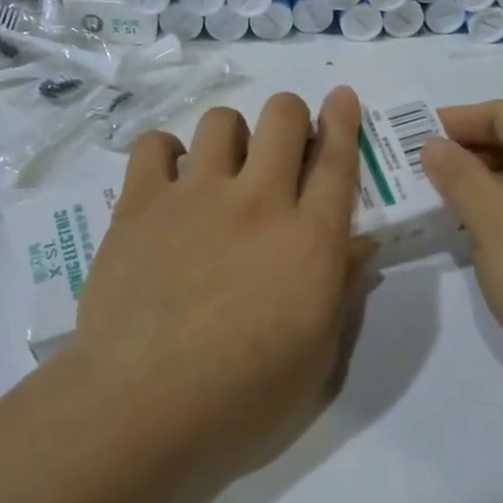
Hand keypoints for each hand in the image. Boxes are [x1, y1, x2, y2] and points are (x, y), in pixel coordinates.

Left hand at [66, 88, 372, 480]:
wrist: (140, 405)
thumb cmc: (241, 395)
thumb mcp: (316, 356)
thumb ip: (343, 288)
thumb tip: (363, 242)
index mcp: (308, 238)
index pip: (336, 159)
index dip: (343, 120)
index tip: (341, 96)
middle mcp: (258, 200)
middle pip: (282, 116)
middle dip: (290, 116)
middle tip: (282, 145)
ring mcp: (196, 194)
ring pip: (222, 121)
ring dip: (232, 135)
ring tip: (222, 169)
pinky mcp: (142, 202)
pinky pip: (155, 144)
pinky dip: (166, 154)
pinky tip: (169, 182)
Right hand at [421, 99, 502, 410]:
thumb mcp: (494, 218)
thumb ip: (458, 174)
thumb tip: (433, 145)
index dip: (456, 120)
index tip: (410, 137)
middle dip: (463, 152)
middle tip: (412, 168)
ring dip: (474, 183)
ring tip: (427, 196)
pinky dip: (493, 211)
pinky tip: (461, 228)